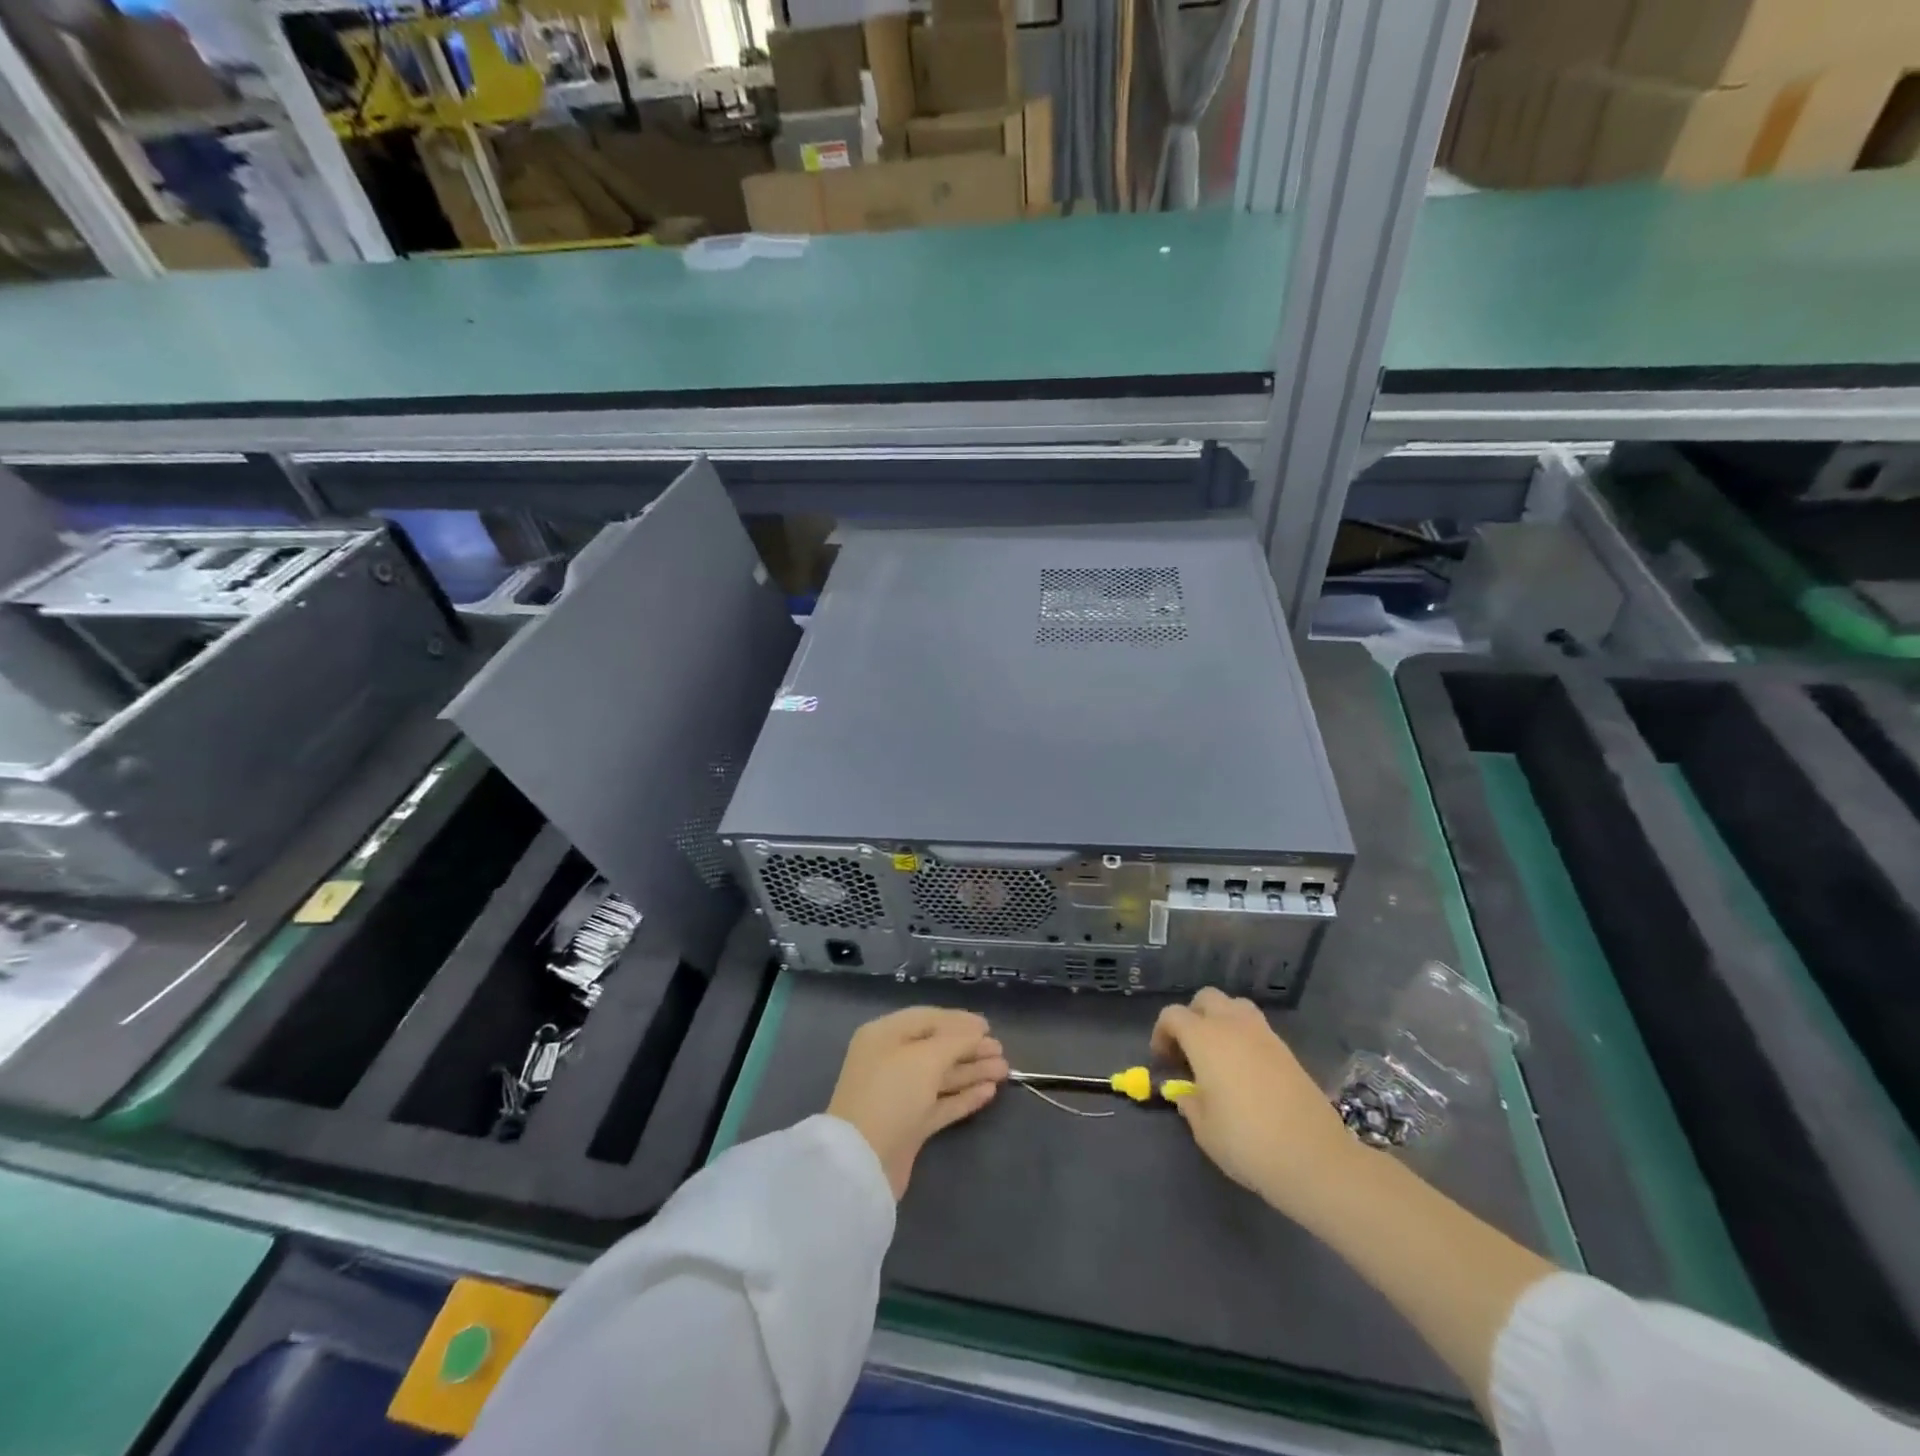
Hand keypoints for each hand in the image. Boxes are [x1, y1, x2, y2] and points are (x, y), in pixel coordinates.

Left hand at [827, 1007, 1008, 1199]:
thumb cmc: (892, 1093)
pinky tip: (988, 1092)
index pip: (926, 1018)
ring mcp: (899, 1095)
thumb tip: (978, 1033)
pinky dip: (964, 1096)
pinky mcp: (909, 1126)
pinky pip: (941, 1103)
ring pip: (941, 1077)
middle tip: (1001, 1050)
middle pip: (936, 1048)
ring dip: (971, 1071)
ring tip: (1004, 1070)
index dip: (958, 1020)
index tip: (988, 1026)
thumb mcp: (926, 1058)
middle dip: (969, 1048)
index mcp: (884, 1035)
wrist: (864, 1162)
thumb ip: (956, 1041)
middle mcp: (890, 1061)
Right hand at [1151, 988, 1359, 1213]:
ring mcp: (1264, 1035)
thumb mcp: (1204, 1129)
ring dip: (1221, 1020)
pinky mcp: (1287, 1050)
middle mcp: (1233, 1026)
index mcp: (1205, 1038)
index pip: (1173, 1015)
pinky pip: (1257, 1028)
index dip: (1162, 1033)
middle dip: (1192, 1016)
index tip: (1163, 1061)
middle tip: (1189, 1050)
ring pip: (1235, 1006)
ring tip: (1219, 1054)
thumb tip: (1186, 1093)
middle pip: (1206, 998)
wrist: (1314, 1158)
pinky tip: (1245, 1070)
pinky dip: (1244, 1037)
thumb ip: (1189, 1103)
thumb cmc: (1247, 1142)